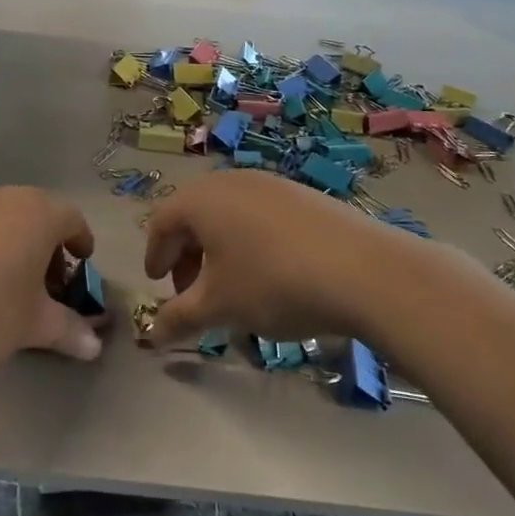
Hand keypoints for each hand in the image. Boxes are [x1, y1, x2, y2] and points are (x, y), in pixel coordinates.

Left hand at [0, 187, 105, 379]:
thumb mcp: (30, 327)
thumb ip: (67, 331)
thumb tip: (95, 345)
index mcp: (37, 213)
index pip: (72, 218)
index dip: (82, 244)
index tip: (82, 269)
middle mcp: (4, 199)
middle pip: (39, 217)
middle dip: (49, 251)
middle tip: (49, 290)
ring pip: (6, 224)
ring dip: (17, 252)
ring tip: (10, 295)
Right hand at [141, 172, 393, 347]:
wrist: (362, 270)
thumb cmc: (273, 283)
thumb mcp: (220, 306)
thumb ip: (179, 318)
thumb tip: (152, 334)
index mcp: (201, 199)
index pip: (162, 223)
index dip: (155, 256)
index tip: (158, 285)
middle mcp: (230, 181)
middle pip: (194, 215)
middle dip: (187, 255)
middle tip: (192, 292)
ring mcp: (270, 183)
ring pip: (228, 214)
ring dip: (218, 249)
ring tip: (232, 287)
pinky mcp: (302, 195)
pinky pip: (259, 215)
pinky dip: (249, 241)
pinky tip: (270, 274)